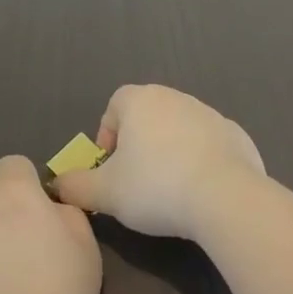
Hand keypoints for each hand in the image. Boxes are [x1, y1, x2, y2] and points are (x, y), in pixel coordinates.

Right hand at [52, 84, 265, 239]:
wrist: (225, 196)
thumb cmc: (155, 187)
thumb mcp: (105, 193)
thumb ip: (76, 186)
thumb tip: (57, 185)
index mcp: (140, 101)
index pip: (114, 106)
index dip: (108, 136)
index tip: (111, 168)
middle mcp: (174, 97)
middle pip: (147, 116)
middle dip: (139, 145)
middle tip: (137, 182)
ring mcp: (208, 113)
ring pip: (179, 129)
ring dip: (171, 152)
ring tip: (170, 190)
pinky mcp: (235, 134)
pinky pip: (209, 145)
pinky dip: (201, 162)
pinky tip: (202, 193)